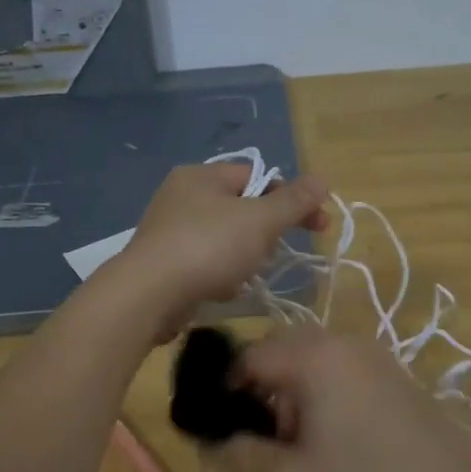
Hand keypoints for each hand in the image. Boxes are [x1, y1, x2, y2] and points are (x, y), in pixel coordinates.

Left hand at [113, 163, 328, 334]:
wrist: (148, 296)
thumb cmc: (207, 248)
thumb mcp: (260, 220)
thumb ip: (294, 201)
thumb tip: (322, 179)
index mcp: (202, 175)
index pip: (258, 177)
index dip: (291, 199)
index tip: (318, 225)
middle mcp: (181, 196)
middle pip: (242, 209)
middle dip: (265, 234)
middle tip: (272, 254)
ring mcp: (168, 230)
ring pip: (225, 239)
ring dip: (243, 258)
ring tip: (244, 276)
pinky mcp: (163, 263)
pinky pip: (205, 262)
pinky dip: (219, 275)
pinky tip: (222, 290)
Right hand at [219, 327, 470, 471]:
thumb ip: (245, 457)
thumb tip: (212, 442)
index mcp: (313, 356)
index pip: (249, 356)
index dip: (225, 389)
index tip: (219, 425)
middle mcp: (340, 342)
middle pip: (280, 350)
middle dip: (260, 390)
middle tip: (261, 437)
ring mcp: (370, 354)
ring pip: (309, 359)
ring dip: (291, 393)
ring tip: (296, 445)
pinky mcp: (390, 371)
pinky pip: (338, 368)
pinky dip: (320, 392)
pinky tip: (331, 438)